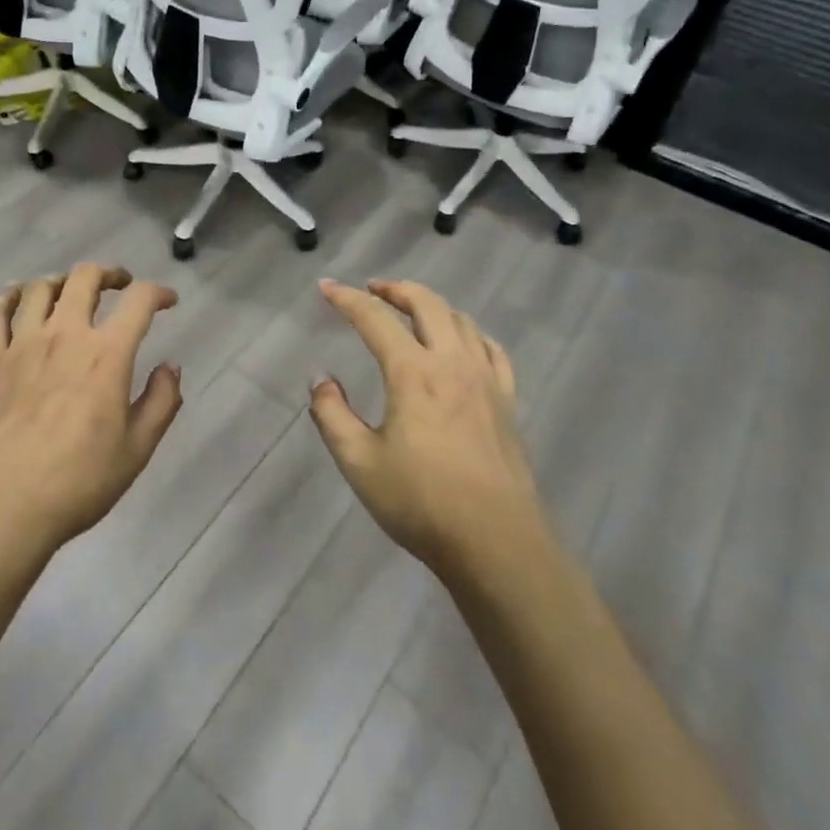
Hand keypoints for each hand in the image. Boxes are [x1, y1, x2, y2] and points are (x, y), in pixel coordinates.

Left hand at [0, 263, 182, 564]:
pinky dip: (9, 297)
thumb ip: (161, 401)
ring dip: (62, 281)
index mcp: (106, 355)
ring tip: (72, 292)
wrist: (6, 509)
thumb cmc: (79, 482)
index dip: (159, 292)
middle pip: (85, 277)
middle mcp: (64, 336)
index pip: (139, 302)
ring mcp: (22, 345)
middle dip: (109, 273)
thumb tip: (170, 367)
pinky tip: (18, 299)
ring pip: (40, 287)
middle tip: (121, 284)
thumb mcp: (137, 449)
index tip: (169, 301)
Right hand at [309, 278, 541, 581]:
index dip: (347, 299)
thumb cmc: (421, 502)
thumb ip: (332, 415)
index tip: (326, 286)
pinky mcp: (507, 401)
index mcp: (412, 373)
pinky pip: (491, 349)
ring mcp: (486, 380)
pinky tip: (463, 342)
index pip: (374, 319)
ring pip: (461, 320)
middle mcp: (451, 363)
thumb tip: (322, 380)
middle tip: (373, 288)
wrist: (497, 543)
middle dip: (395, 289)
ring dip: (431, 305)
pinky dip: (469, 332)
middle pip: (426, 304)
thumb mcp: (359, 462)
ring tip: (412, 310)